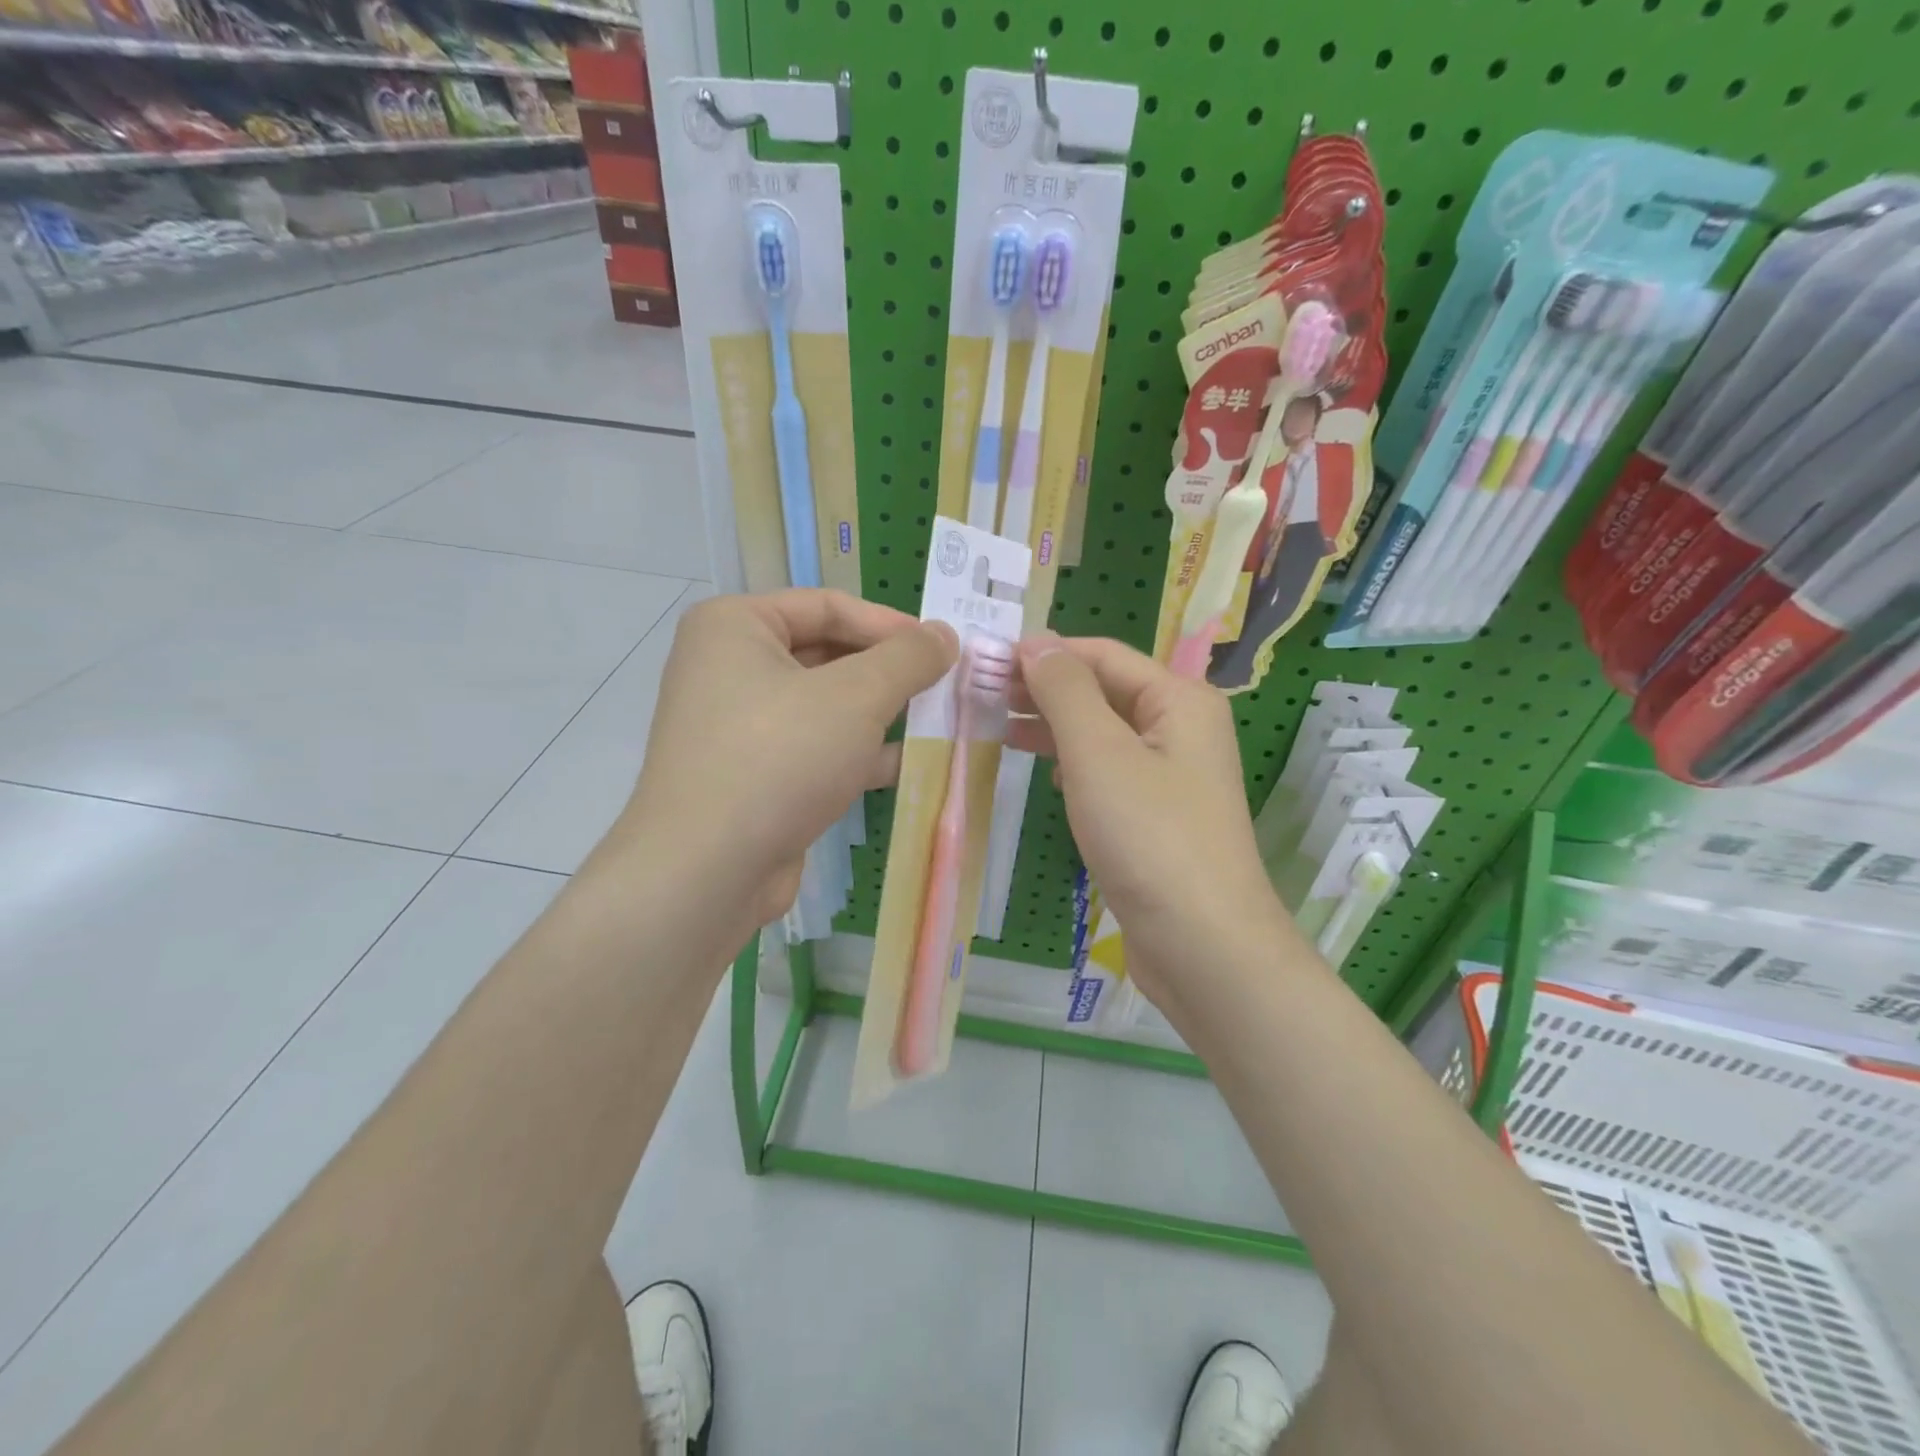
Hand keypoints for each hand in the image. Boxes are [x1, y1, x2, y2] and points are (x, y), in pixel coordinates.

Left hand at [608, 589, 955, 932]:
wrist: (707, 872)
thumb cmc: (779, 759)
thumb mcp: (856, 696)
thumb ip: (907, 658)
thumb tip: (944, 635)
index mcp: (735, 626)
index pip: (828, 606)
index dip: (890, 624)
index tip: (942, 650)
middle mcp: (729, 667)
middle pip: (827, 654)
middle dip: (887, 674)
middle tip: (943, 687)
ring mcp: (738, 726)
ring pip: (825, 706)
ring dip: (880, 715)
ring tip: (936, 724)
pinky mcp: (753, 775)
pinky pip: (814, 748)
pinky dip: (857, 753)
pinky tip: (907, 765)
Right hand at [1011, 632, 1301, 1012]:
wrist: (1202, 945)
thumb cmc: (1149, 837)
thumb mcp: (1099, 753)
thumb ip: (1065, 690)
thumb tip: (1035, 641)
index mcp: (1179, 700)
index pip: (1102, 655)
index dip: (1045, 652)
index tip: (985, 662)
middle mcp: (1181, 728)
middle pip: (1103, 690)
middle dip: (1045, 689)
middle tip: (982, 695)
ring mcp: (1171, 774)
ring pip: (1102, 732)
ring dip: (1053, 726)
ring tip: (997, 727)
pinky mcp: (1156, 815)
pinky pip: (1108, 771)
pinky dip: (1072, 764)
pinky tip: (1044, 773)